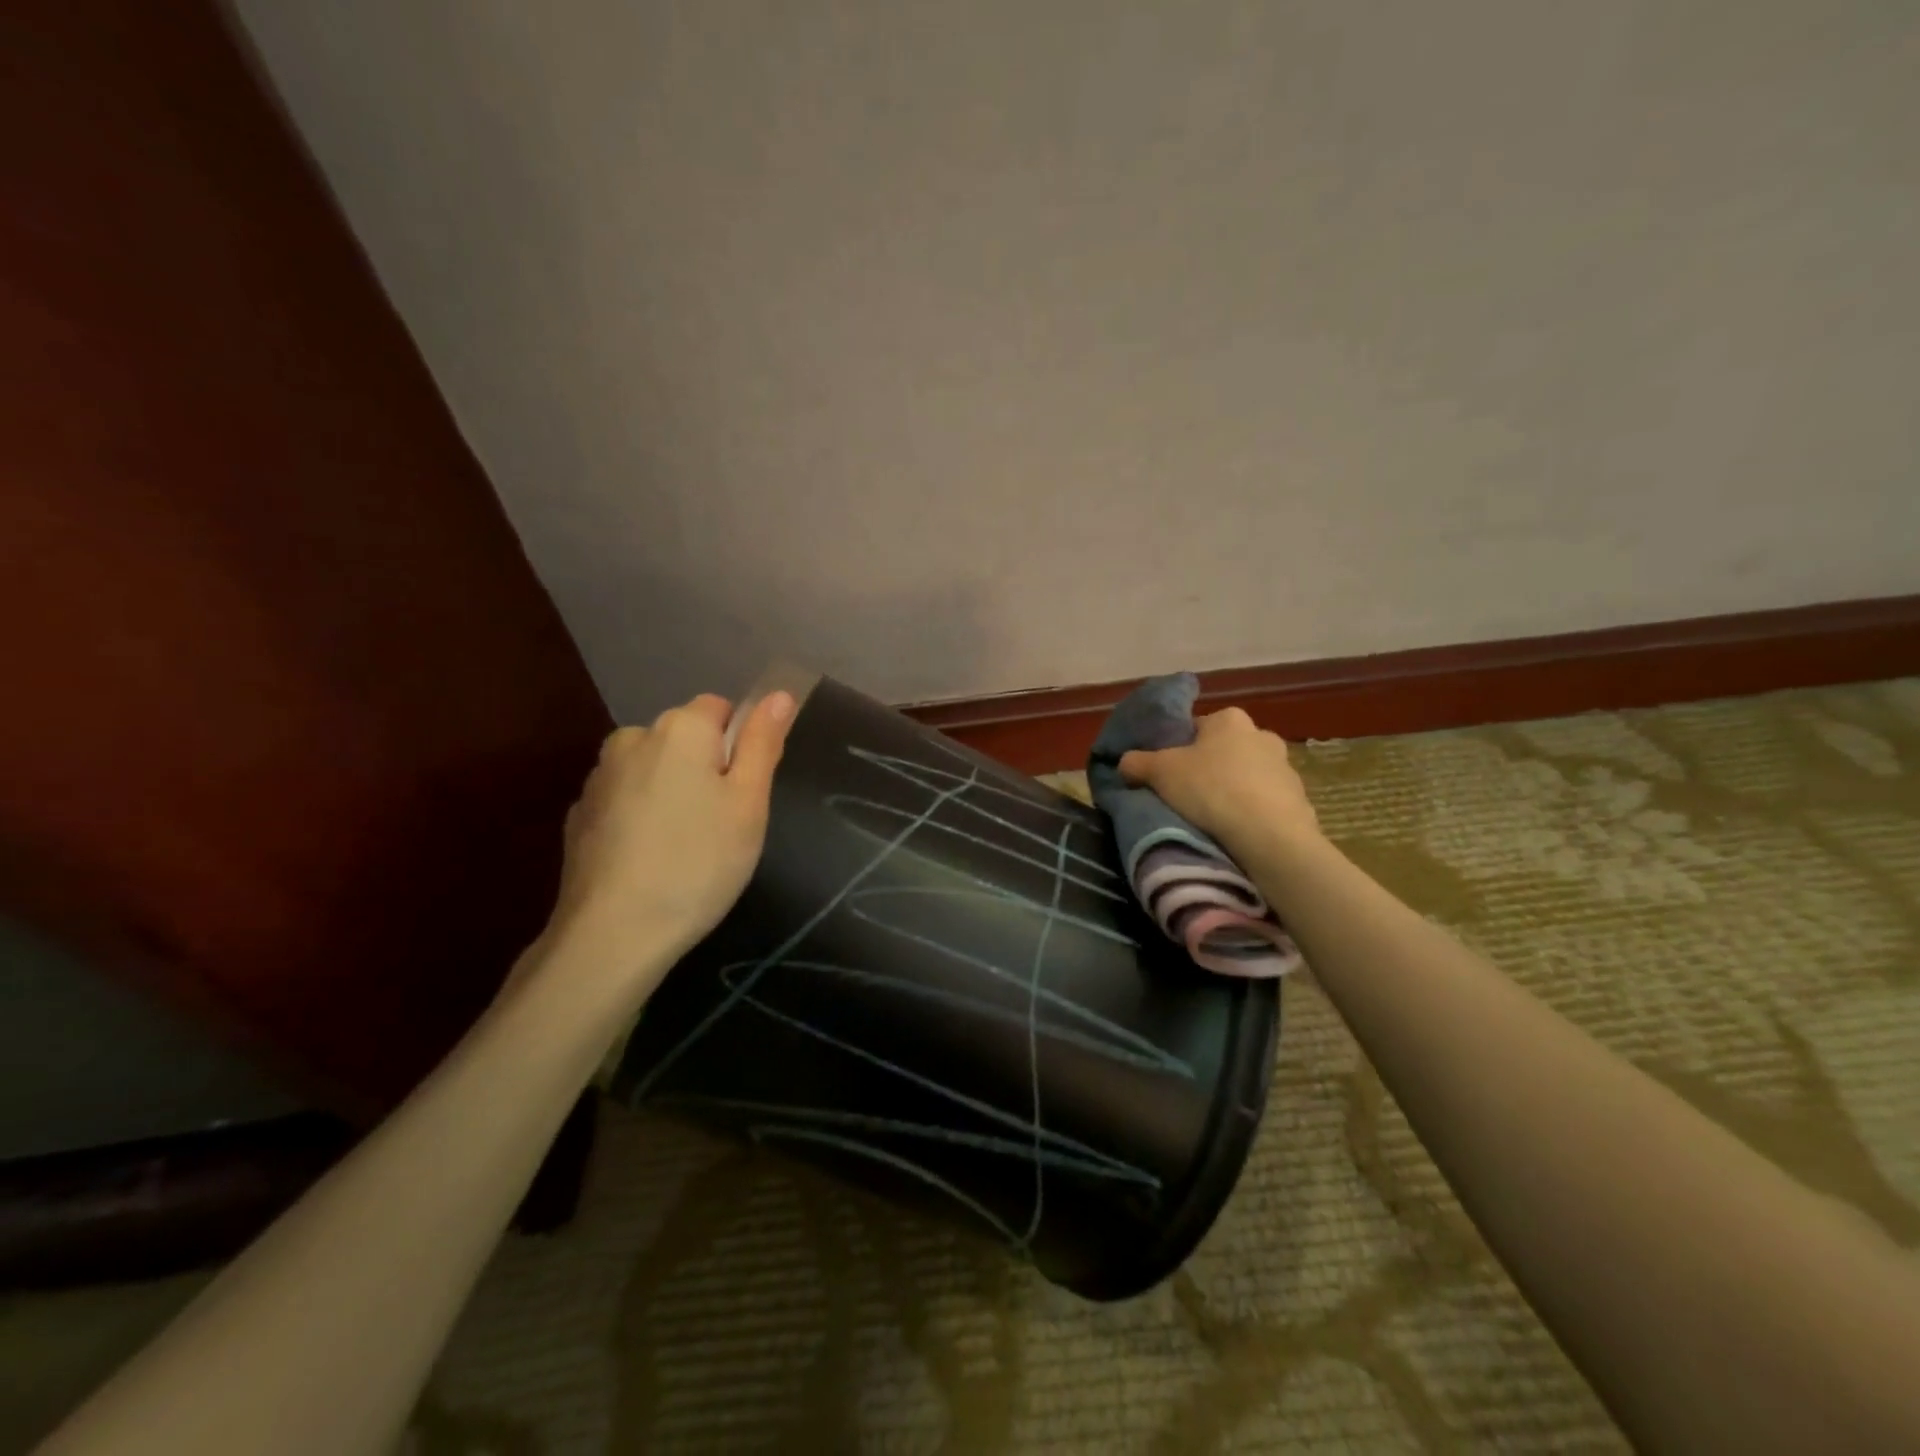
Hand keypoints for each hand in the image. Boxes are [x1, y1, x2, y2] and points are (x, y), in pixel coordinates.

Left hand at [546, 691, 796, 992]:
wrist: (613, 933)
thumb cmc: (699, 862)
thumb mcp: (749, 804)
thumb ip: (763, 742)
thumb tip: (778, 693)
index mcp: (681, 728)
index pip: (721, 709)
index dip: (739, 747)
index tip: (742, 794)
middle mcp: (633, 738)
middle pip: (683, 737)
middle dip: (704, 767)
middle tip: (720, 824)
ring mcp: (600, 777)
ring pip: (653, 768)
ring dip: (670, 790)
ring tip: (683, 846)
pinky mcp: (579, 814)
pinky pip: (625, 799)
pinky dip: (640, 816)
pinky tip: (649, 859)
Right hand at [1118, 706, 1318, 861]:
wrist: (1269, 836)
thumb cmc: (1210, 789)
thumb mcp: (1159, 773)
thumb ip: (1136, 763)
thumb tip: (1125, 762)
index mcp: (1229, 719)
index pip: (1196, 727)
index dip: (1177, 749)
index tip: (1167, 773)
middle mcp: (1262, 734)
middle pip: (1224, 750)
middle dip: (1208, 768)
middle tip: (1186, 795)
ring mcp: (1286, 768)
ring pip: (1248, 776)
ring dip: (1233, 791)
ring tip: (1213, 819)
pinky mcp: (1300, 800)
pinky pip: (1266, 803)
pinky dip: (1253, 813)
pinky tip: (1238, 832)